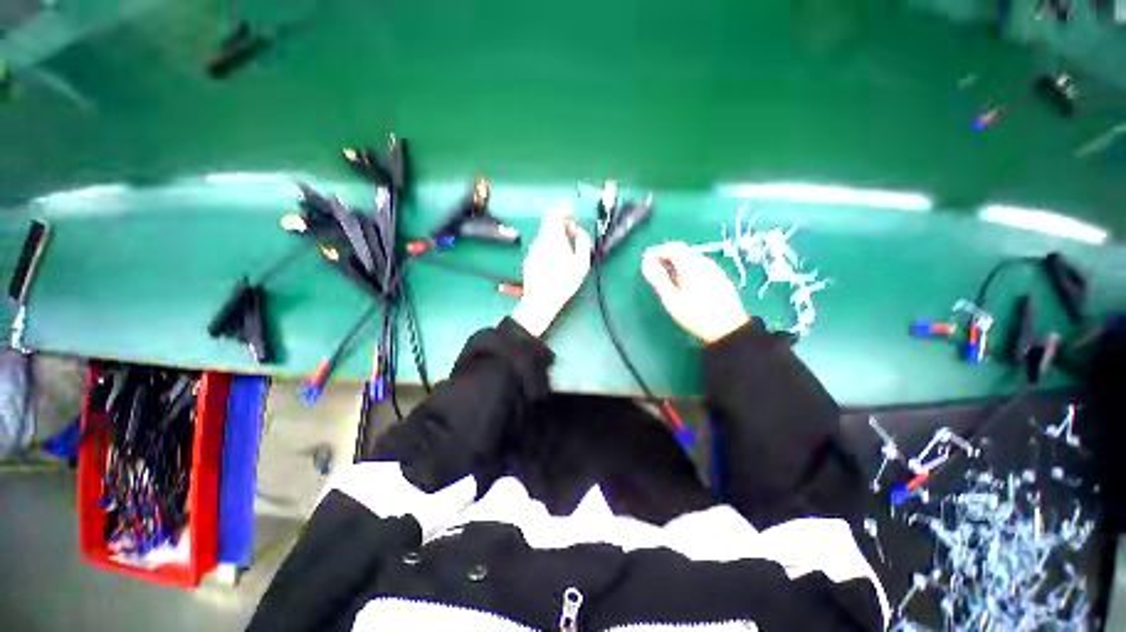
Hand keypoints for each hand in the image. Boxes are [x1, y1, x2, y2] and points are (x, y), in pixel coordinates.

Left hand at [511, 208, 591, 336]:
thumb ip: (583, 243)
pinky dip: (549, 247)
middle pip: (549, 224)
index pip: (556, 215)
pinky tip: (554, 263)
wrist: (541, 300)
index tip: (572, 217)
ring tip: (565, 253)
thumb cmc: (564, 283)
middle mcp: (541, 241)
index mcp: (554, 239)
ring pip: (545, 235)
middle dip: (562, 226)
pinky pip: (540, 246)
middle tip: (572, 236)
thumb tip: (579, 231)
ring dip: (555, 237)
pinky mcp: (529, 258)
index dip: (565, 212)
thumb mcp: (582, 264)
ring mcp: (533, 249)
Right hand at [642, 242, 749, 343]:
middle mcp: (704, 263)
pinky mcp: (720, 277)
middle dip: (666, 259)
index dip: (658, 251)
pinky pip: (700, 268)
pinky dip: (688, 271)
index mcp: (691, 266)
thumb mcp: (671, 299)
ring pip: (690, 261)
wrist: (729, 329)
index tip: (647, 260)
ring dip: (677, 266)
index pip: (672, 247)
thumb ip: (658, 278)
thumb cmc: (695, 316)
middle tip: (655, 274)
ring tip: (669, 283)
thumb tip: (646, 262)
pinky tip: (685, 287)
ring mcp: (715, 269)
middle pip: (682, 253)